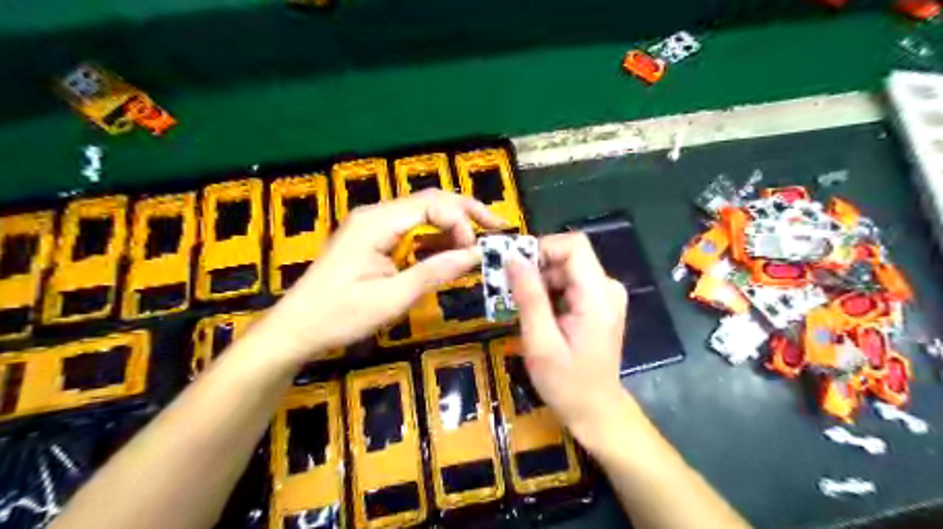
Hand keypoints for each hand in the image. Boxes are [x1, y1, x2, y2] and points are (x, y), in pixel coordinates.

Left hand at [261, 187, 504, 363]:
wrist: (296, 329)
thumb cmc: (339, 315)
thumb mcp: (392, 298)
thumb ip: (434, 272)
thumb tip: (475, 255)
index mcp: (377, 222)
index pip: (432, 204)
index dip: (461, 222)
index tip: (475, 251)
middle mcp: (376, 215)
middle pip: (430, 201)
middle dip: (466, 212)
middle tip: (498, 227)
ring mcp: (374, 226)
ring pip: (423, 214)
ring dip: (453, 226)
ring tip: (480, 243)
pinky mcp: (374, 240)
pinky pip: (412, 231)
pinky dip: (435, 240)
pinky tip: (451, 254)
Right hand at [504, 234, 628, 450]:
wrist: (596, 410)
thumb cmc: (567, 383)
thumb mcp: (540, 342)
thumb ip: (529, 297)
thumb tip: (512, 258)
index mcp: (598, 295)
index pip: (573, 245)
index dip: (541, 249)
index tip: (515, 269)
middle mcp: (607, 287)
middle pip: (568, 255)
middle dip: (536, 269)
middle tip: (512, 294)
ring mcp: (605, 294)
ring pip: (565, 268)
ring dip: (540, 282)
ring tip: (524, 310)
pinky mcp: (599, 302)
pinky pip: (569, 282)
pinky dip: (549, 292)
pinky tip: (539, 315)